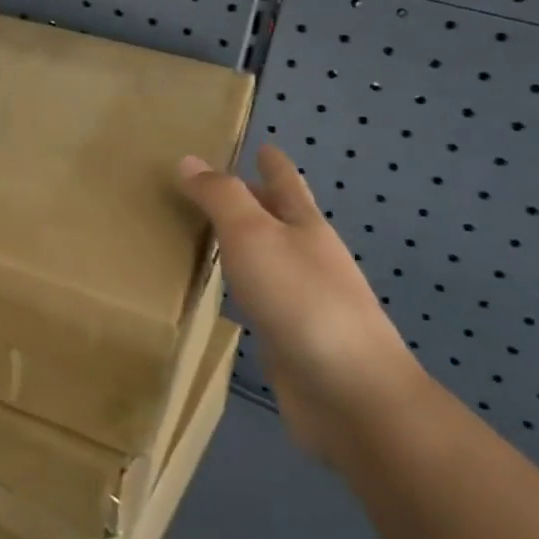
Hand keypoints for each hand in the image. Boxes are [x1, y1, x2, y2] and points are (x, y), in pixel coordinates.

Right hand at [177, 144, 426, 462]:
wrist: (349, 392)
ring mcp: (304, 301)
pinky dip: (241, 287)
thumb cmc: (300, 299)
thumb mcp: (253, 234)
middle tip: (213, 188)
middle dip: (255, 201)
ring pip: (268, 260)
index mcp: (306, 226)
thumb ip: (220, 197)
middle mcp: (309, 258)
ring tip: (207, 235)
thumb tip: (189, 161)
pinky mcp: (292, 339)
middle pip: (281, 220)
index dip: (273, 163)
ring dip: (244, 245)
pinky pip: (259, 299)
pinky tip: (223, 295)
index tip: (263, 145)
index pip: (286, 183)